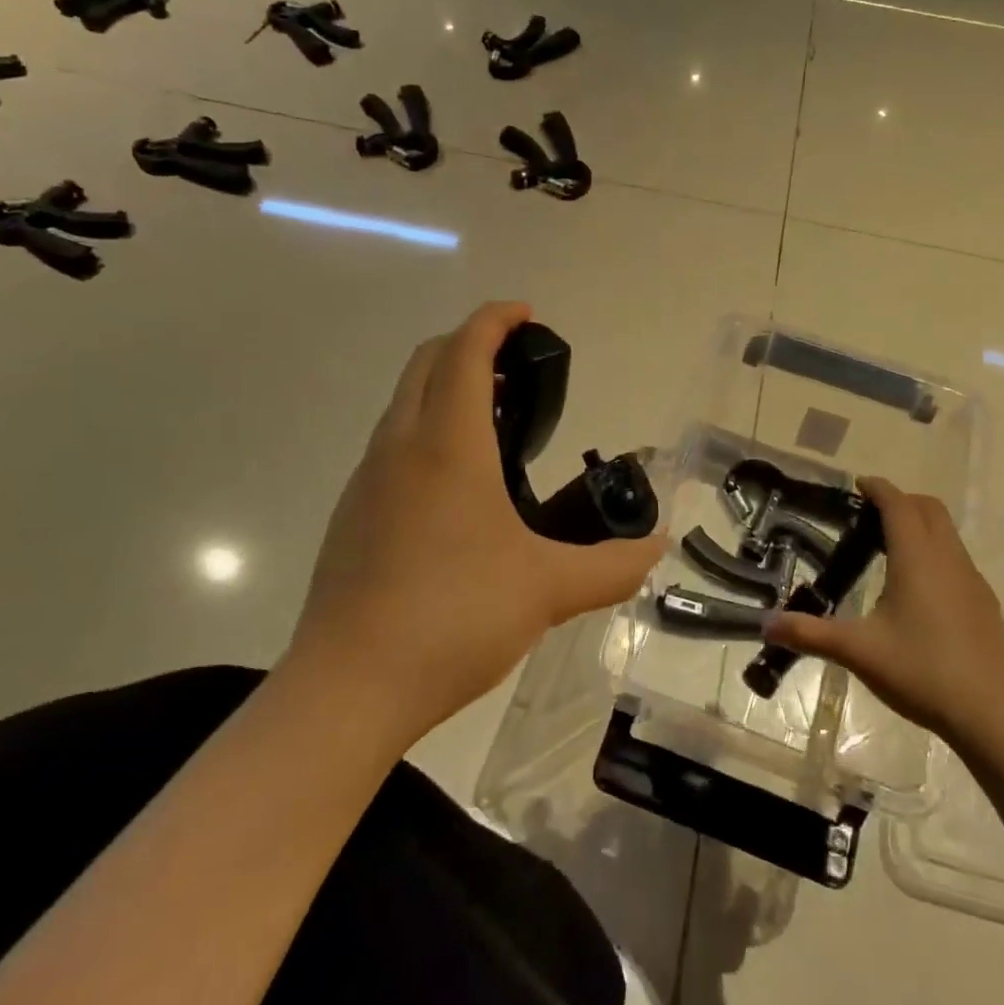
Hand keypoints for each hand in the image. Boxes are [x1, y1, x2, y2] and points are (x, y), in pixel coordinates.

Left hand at [282, 302, 664, 739]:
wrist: (347, 689)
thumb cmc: (452, 618)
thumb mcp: (547, 591)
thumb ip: (611, 567)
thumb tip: (656, 551)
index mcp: (446, 446)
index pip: (464, 352)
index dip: (495, 320)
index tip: (528, 314)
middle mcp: (399, 447)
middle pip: (426, 363)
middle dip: (469, 344)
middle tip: (518, 366)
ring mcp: (367, 480)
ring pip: (403, 402)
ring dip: (444, 386)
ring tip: (494, 419)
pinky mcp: (351, 514)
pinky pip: (391, 443)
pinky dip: (425, 427)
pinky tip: (456, 483)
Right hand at [764, 477, 1003, 741]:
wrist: (992, 714)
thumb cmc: (921, 671)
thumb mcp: (858, 651)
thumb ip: (811, 633)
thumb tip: (766, 625)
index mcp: (916, 558)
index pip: (898, 504)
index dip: (878, 489)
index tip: (858, 485)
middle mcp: (947, 558)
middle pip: (929, 508)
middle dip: (901, 501)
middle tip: (870, 516)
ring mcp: (972, 579)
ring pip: (947, 532)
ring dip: (921, 525)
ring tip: (890, 548)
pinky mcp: (984, 602)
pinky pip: (957, 558)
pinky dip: (936, 552)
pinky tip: (920, 589)